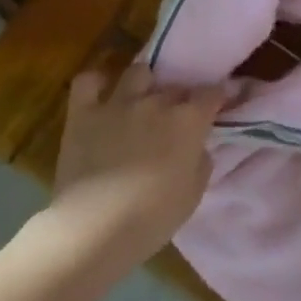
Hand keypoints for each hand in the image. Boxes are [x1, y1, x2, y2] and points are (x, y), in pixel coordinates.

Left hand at [49, 64, 224, 266]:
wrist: (95, 228)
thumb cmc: (152, 218)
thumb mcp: (193, 195)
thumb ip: (201, 162)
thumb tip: (196, 147)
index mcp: (188, 121)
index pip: (211, 93)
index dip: (216, 98)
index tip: (216, 107)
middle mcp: (156, 102)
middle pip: (176, 85)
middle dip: (180, 98)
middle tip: (176, 119)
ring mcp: (117, 103)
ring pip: (138, 72)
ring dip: (144, 84)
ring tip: (141, 102)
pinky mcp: (83, 113)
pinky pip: (88, 81)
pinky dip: (96, 83)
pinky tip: (102, 97)